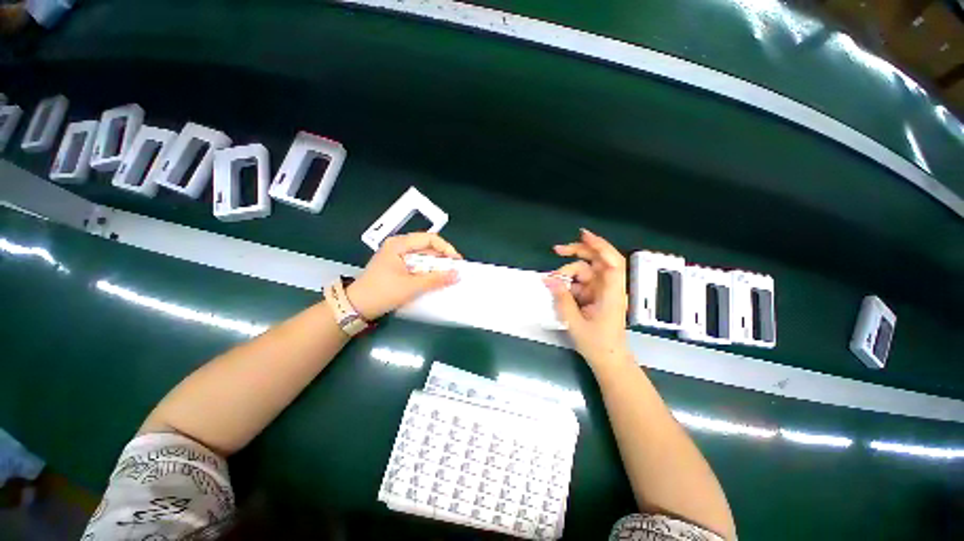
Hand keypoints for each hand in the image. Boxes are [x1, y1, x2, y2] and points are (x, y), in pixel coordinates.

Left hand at [346, 232, 461, 319]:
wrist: (356, 307)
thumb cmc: (381, 293)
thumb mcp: (411, 287)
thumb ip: (435, 280)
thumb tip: (456, 275)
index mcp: (399, 244)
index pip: (429, 239)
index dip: (446, 248)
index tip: (456, 261)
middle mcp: (399, 246)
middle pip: (427, 247)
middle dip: (442, 259)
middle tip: (454, 271)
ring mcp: (397, 256)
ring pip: (423, 257)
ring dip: (435, 267)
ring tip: (446, 277)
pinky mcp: (398, 267)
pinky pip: (418, 265)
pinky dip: (427, 272)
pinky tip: (434, 281)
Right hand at [545, 229, 630, 369]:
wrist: (608, 359)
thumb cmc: (597, 344)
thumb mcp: (574, 322)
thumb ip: (562, 299)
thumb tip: (548, 279)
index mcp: (611, 293)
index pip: (611, 262)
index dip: (600, 246)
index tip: (582, 235)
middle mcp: (609, 287)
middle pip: (597, 260)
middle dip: (577, 252)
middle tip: (556, 250)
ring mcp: (602, 291)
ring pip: (585, 271)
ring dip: (568, 272)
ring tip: (552, 282)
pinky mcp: (595, 295)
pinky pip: (581, 282)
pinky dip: (569, 283)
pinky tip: (559, 289)